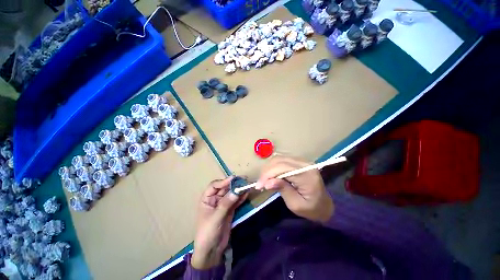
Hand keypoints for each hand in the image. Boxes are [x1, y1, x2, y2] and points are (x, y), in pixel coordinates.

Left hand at [192, 177, 247, 269]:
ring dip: (238, 190)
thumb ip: (226, 204)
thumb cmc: (207, 233)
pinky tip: (246, 194)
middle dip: (233, 184)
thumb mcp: (216, 217)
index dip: (223, 181)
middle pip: (224, 188)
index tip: (233, 179)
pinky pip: (235, 201)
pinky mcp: (229, 210)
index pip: (214, 186)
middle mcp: (215, 199)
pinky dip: (240, 198)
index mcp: (206, 199)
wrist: (211, 251)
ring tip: (247, 185)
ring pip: (231, 194)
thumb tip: (236, 191)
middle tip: (244, 180)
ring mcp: (223, 205)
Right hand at [256, 156, 333, 222]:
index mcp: (306, 175)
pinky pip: (282, 160)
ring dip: (269, 168)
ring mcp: (302, 161)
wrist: (324, 204)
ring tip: (264, 180)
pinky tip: (270, 175)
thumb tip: (267, 182)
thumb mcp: (296, 205)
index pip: (282, 168)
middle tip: (260, 184)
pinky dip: (273, 166)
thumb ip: (283, 190)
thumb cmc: (312, 209)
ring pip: (279, 158)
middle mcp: (304, 164)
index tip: (258, 185)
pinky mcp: (298, 161)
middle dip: (266, 172)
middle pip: (279, 161)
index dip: (268, 175)